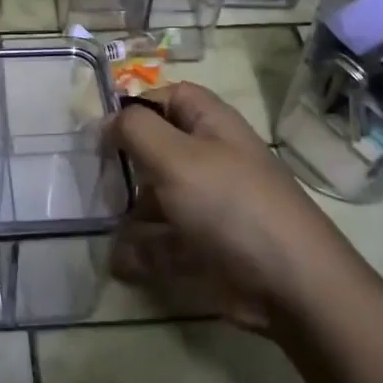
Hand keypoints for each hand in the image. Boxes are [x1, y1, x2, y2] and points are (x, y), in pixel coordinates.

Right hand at [109, 82, 337, 332]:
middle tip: (92, 179)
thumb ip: (136, 129)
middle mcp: (210, 159)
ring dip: (127, 211)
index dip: (136, 107)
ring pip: (157, 198)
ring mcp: (209, 205)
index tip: (103, 131)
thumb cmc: (230, 204)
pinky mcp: (206, 247)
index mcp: (211, 126)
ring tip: (100, 223)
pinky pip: (163, 242)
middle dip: (125, 163)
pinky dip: (140, 251)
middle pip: (158, 148)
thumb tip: (109, 119)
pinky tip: (120, 261)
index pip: (169, 97)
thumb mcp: (177, 157)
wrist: (291, 285)